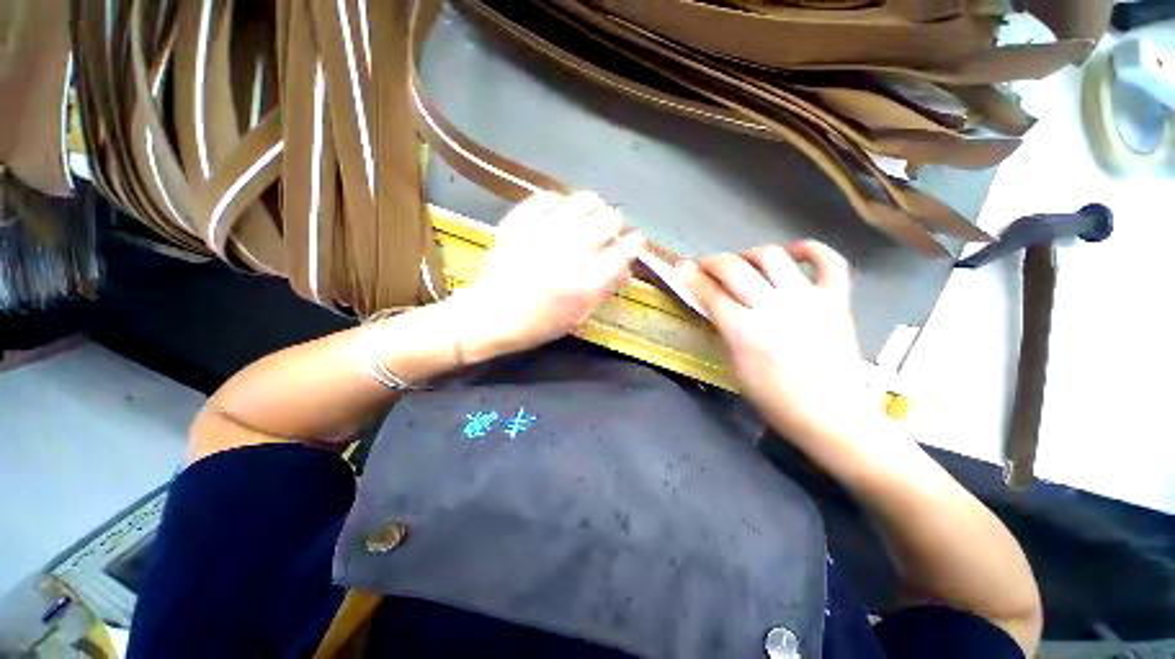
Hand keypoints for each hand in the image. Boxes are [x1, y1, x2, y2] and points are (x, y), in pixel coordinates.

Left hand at [453, 191, 644, 359]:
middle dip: (615, 226)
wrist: (491, 315)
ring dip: (592, 210)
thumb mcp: (580, 315)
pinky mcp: (521, 220)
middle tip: (606, 235)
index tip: (632, 245)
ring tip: (585, 221)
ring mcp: (545, 231)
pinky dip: (559, 205)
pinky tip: (556, 217)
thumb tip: (623, 268)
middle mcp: (572, 250)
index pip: (627, 247)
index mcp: (589, 280)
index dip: (635, 244)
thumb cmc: (539, 323)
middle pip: (611, 217)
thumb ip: (605, 288)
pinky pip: (550, 196)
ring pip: (585, 199)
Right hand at [678, 241, 873, 442]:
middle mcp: (773, 307)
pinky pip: (828, 261)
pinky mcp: (835, 300)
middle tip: (705, 266)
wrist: (831, 415)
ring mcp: (807, 299)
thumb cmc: (774, 399)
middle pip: (734, 268)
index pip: (710, 293)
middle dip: (712, 262)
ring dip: (749, 254)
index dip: (691, 278)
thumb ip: (723, 330)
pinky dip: (811, 250)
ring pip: (772, 256)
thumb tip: (713, 304)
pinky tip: (793, 253)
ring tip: (743, 263)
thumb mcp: (734, 367)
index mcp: (744, 330)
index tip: (682, 270)